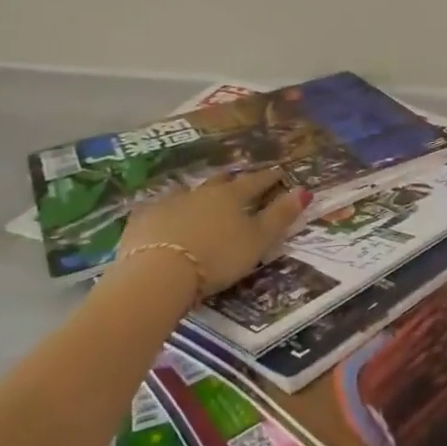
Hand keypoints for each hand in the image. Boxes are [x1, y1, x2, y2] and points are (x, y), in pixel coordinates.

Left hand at [109, 169, 309, 295]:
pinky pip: (158, 211)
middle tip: (237, 179)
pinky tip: (164, 219)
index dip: (268, 178)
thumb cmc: (217, 258)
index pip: (255, 182)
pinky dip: (166, 213)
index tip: (278, 172)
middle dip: (231, 180)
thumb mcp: (257, 241)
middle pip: (220, 183)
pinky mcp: (143, 221)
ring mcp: (169, 204)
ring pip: (188, 194)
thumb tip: (304, 190)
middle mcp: (201, 193)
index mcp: (232, 197)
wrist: (158, 273)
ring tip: (202, 200)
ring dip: (198, 196)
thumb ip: (280, 216)